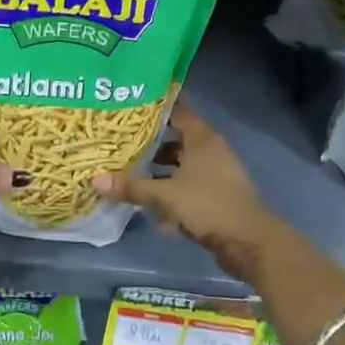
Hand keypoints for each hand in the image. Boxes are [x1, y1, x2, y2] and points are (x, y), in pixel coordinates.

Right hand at [93, 99, 282, 282]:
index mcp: (203, 139)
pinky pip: (189, 183)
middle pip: (177, 137)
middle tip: (122, 137)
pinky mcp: (217, 194)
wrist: (250, 243)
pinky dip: (172, 186)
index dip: (156, 106)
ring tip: (131, 167)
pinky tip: (152, 199)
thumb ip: (132, 187)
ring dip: (161, 166)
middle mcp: (211, 150)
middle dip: (152, 139)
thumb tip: (94, 180)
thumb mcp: (165, 196)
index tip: (131, 102)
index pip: (178, 110)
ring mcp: (217, 172)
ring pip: (183, 162)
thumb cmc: (208, 206)